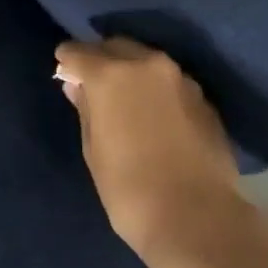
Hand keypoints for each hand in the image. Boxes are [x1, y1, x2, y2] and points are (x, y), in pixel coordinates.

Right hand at [54, 39, 250, 267]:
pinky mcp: (203, 98)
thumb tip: (78, 86)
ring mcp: (180, 78)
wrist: (199, 221)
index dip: (68, 61)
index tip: (64, 71)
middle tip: (94, 84)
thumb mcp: (94, 151)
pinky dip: (156, 89)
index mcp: (111, 74)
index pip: (78, 51)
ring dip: (132, 71)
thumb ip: (85, 109)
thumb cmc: (130, 190)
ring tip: (126, 100)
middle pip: (115, 47)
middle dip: (101, 59)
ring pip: (146, 60)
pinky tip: (155, 115)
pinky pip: (170, 82)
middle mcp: (146, 63)